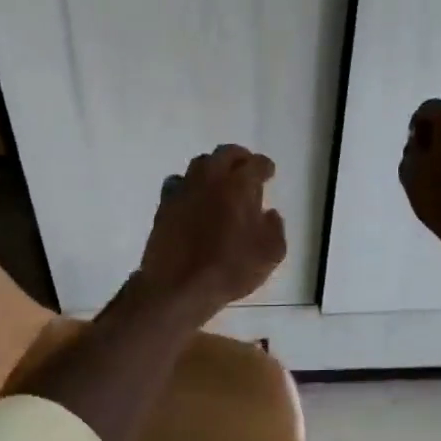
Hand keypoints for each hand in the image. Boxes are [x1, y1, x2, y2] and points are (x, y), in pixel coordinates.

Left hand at [137, 144, 286, 321]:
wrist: (177, 286)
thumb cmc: (230, 269)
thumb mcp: (270, 254)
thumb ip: (275, 228)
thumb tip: (269, 214)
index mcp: (239, 185)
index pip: (256, 164)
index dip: (265, 167)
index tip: (268, 172)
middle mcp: (211, 179)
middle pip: (225, 154)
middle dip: (239, 157)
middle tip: (246, 167)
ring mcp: (184, 190)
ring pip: (200, 164)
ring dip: (213, 167)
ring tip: (220, 181)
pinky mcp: (164, 205)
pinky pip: (178, 183)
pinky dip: (189, 185)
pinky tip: (193, 198)